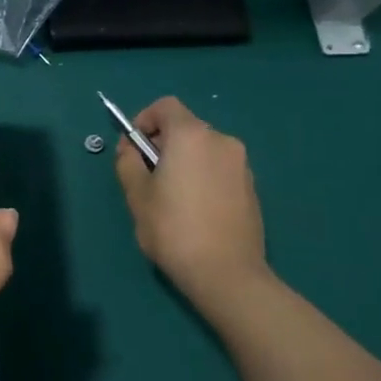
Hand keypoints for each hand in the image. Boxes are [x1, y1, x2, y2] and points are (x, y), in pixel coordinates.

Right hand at [114, 96, 270, 312]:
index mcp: (191, 136)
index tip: (133, 147)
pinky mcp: (251, 187)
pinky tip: (194, 210)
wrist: (226, 273)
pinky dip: (202, 177)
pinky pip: (218, 169)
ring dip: (183, 161)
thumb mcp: (136, 195)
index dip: (144, 120)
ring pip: (203, 150)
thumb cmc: (173, 229)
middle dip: (162, 143)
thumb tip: (131, 149)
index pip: (165, 106)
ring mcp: (241, 164)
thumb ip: (128, 162)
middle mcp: (221, 141)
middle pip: (185, 127)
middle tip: (146, 176)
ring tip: (170, 197)